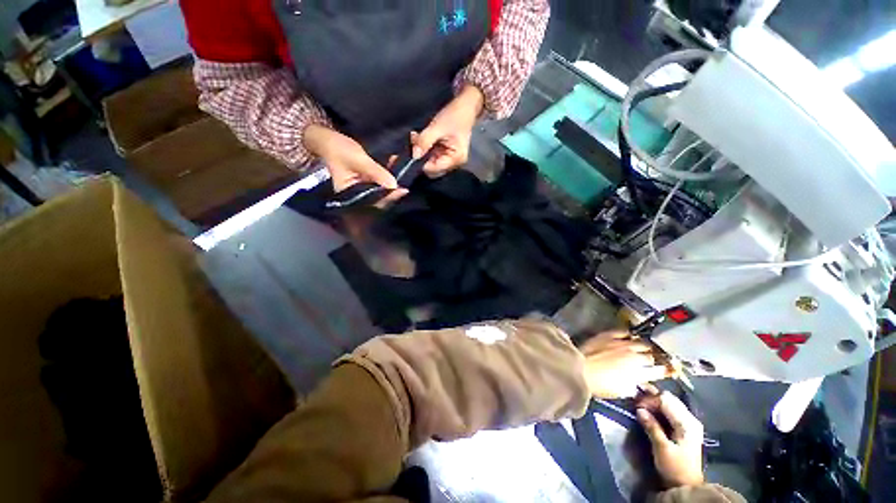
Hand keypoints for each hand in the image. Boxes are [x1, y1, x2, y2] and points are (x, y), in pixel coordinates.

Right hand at [304, 125, 407, 205]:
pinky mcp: (364, 178)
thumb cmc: (339, 150)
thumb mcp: (358, 160)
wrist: (329, 139)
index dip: (388, 197)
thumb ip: (376, 172)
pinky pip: (378, 180)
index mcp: (349, 195)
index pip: (372, 202)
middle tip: (407, 182)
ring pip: (380, 189)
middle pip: (378, 197)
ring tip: (404, 174)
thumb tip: (394, 185)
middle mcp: (355, 194)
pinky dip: (388, 175)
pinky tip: (397, 167)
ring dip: (392, 182)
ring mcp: (360, 186)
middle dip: (392, 191)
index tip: (403, 189)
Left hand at [411, 84, 484, 176]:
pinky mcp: (442, 151)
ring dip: (419, 150)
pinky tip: (419, 137)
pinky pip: (428, 154)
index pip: (433, 169)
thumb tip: (414, 155)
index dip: (420, 163)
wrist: (465, 106)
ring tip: (416, 136)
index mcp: (456, 158)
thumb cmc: (455, 116)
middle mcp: (452, 162)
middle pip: (430, 168)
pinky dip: (422, 146)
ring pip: (427, 161)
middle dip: (419, 156)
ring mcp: (447, 157)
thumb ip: (425, 141)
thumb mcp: (438, 127)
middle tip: (413, 141)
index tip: (409, 151)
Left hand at [579, 331, 669, 398]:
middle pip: (650, 355)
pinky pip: (626, 332)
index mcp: (638, 372)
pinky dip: (628, 337)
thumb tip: (638, 385)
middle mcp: (635, 355)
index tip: (673, 368)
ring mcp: (624, 342)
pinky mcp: (612, 334)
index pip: (658, 370)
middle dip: (650, 359)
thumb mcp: (618, 392)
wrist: (579, 370)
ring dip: (642, 347)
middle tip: (648, 362)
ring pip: (641, 342)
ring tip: (639, 350)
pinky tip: (627, 338)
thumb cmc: (597, 386)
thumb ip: (632, 388)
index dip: (667, 369)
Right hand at [636, 392, 704, 487]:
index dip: (651, 400)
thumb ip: (652, 428)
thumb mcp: (661, 449)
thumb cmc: (674, 467)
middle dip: (655, 398)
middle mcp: (691, 419)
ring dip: (658, 403)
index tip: (635, 401)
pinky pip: (674, 415)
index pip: (668, 402)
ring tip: (643, 400)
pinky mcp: (687, 431)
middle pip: (672, 401)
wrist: (685, 484)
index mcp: (687, 422)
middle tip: (638, 395)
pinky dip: (663, 412)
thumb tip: (640, 411)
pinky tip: (654, 412)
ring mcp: (690, 424)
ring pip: (673, 407)